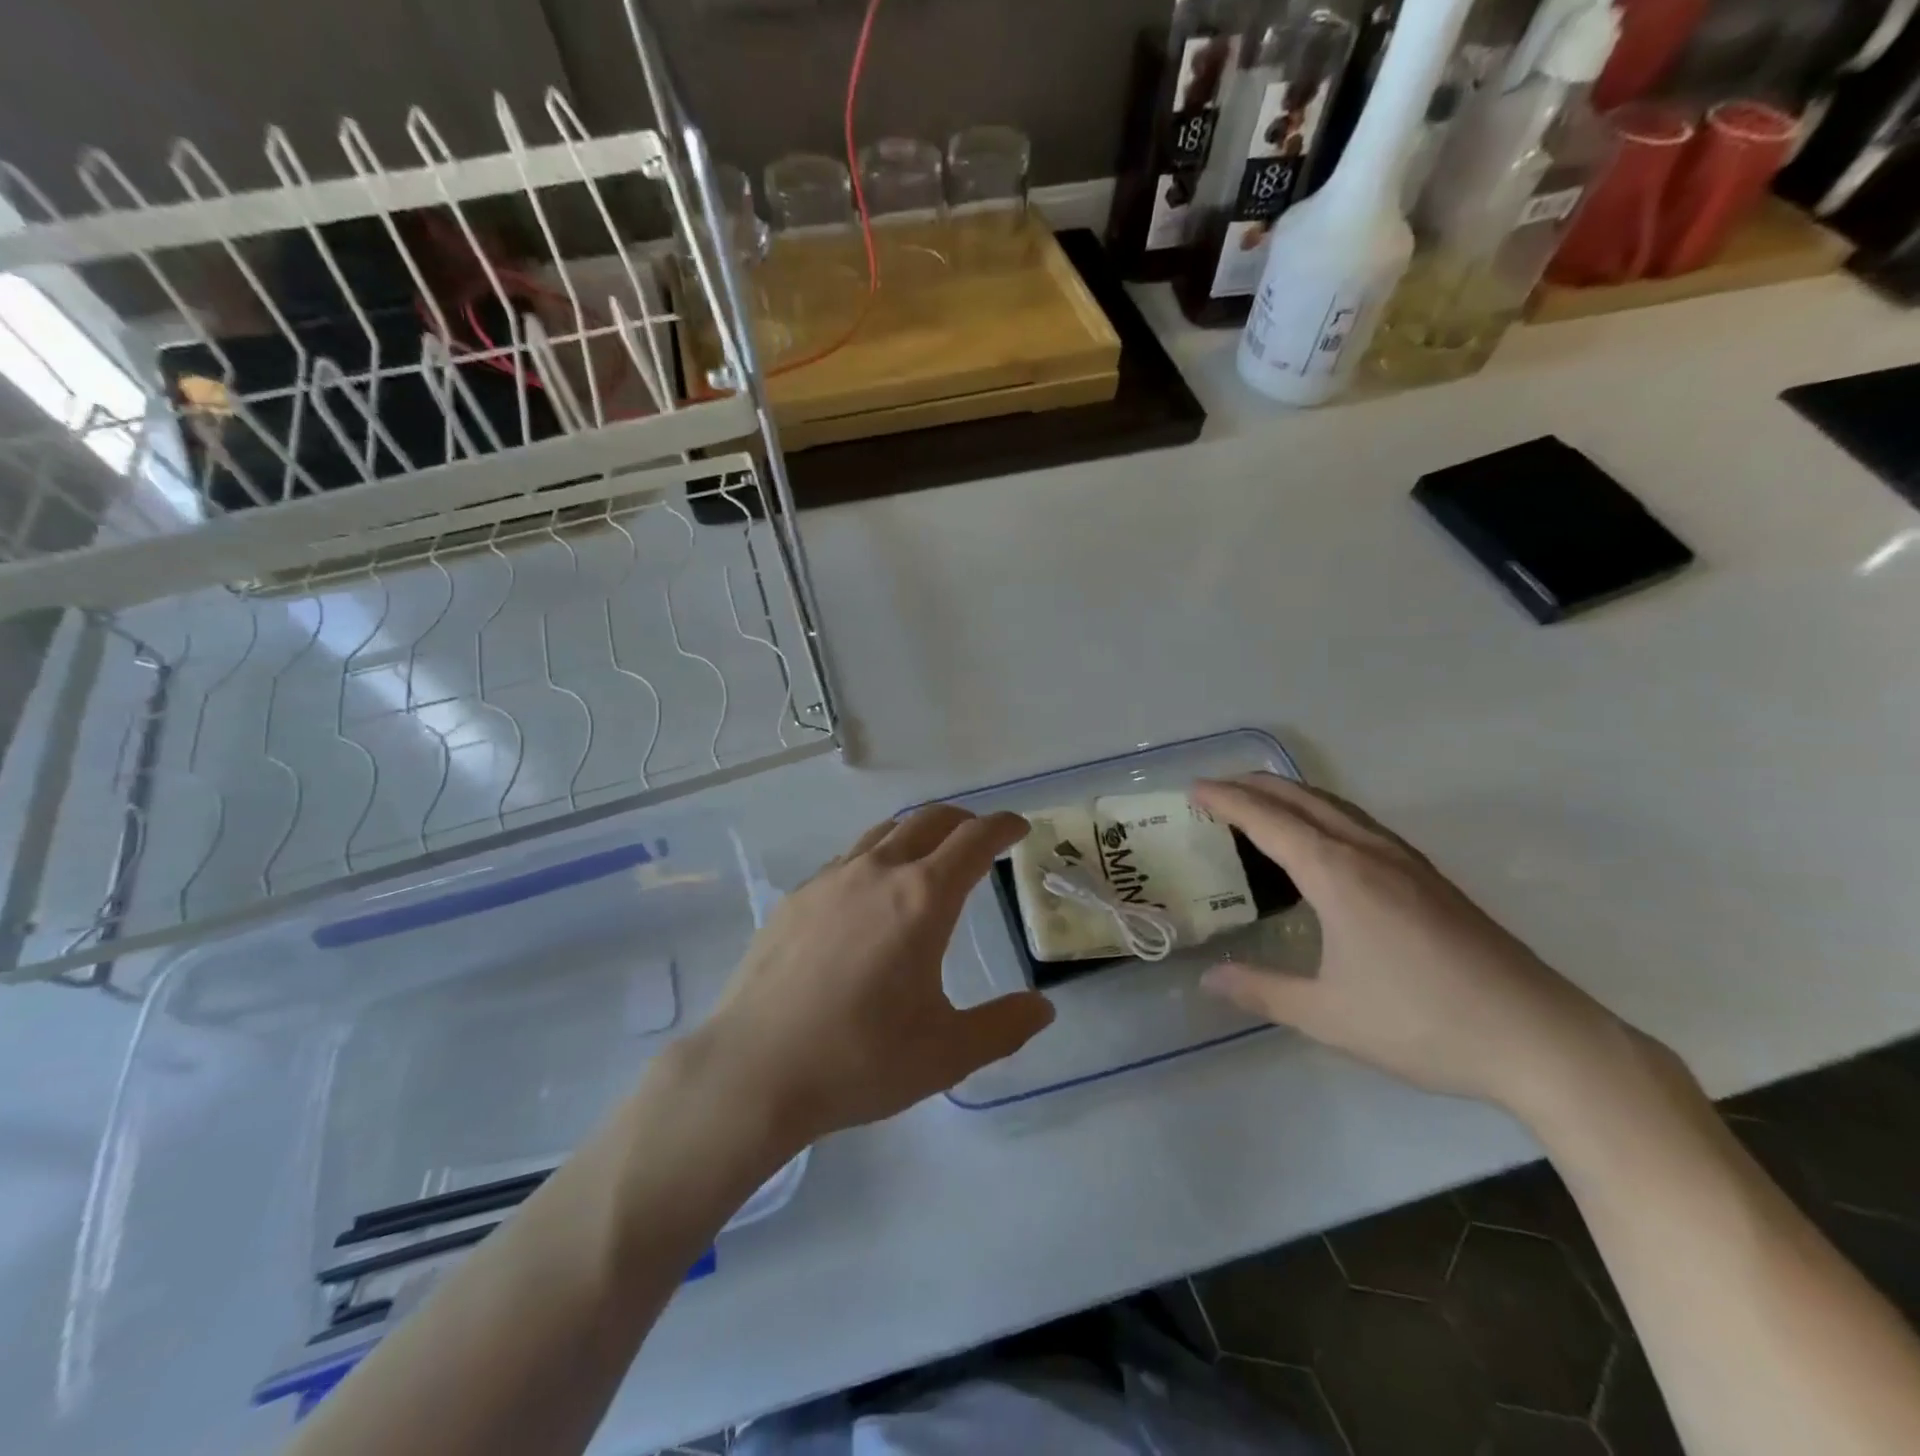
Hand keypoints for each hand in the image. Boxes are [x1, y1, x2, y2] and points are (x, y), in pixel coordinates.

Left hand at [698, 807, 1054, 1146]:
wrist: (754, 1070)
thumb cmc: (859, 1060)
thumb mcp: (946, 1053)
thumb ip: (1002, 1027)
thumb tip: (1042, 1007)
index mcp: (922, 899)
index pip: (973, 841)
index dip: (1002, 827)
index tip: (1018, 827)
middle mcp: (877, 873)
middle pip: (928, 821)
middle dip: (962, 820)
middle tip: (979, 836)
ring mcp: (830, 880)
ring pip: (883, 833)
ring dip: (916, 832)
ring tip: (928, 854)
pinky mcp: (796, 898)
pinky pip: (847, 859)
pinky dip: (875, 857)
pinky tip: (869, 893)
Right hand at [1192, 775, 1623, 1114]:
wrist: (1540, 1039)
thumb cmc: (1424, 1024)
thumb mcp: (1328, 1016)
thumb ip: (1262, 991)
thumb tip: (1208, 979)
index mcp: (1338, 875)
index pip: (1268, 821)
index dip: (1227, 800)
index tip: (1193, 789)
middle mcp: (1369, 853)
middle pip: (1302, 799)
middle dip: (1254, 785)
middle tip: (1216, 786)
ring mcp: (1406, 861)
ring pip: (1336, 806)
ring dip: (1291, 795)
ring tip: (1260, 801)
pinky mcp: (1430, 878)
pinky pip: (1361, 823)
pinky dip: (1323, 812)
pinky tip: (1325, 837)